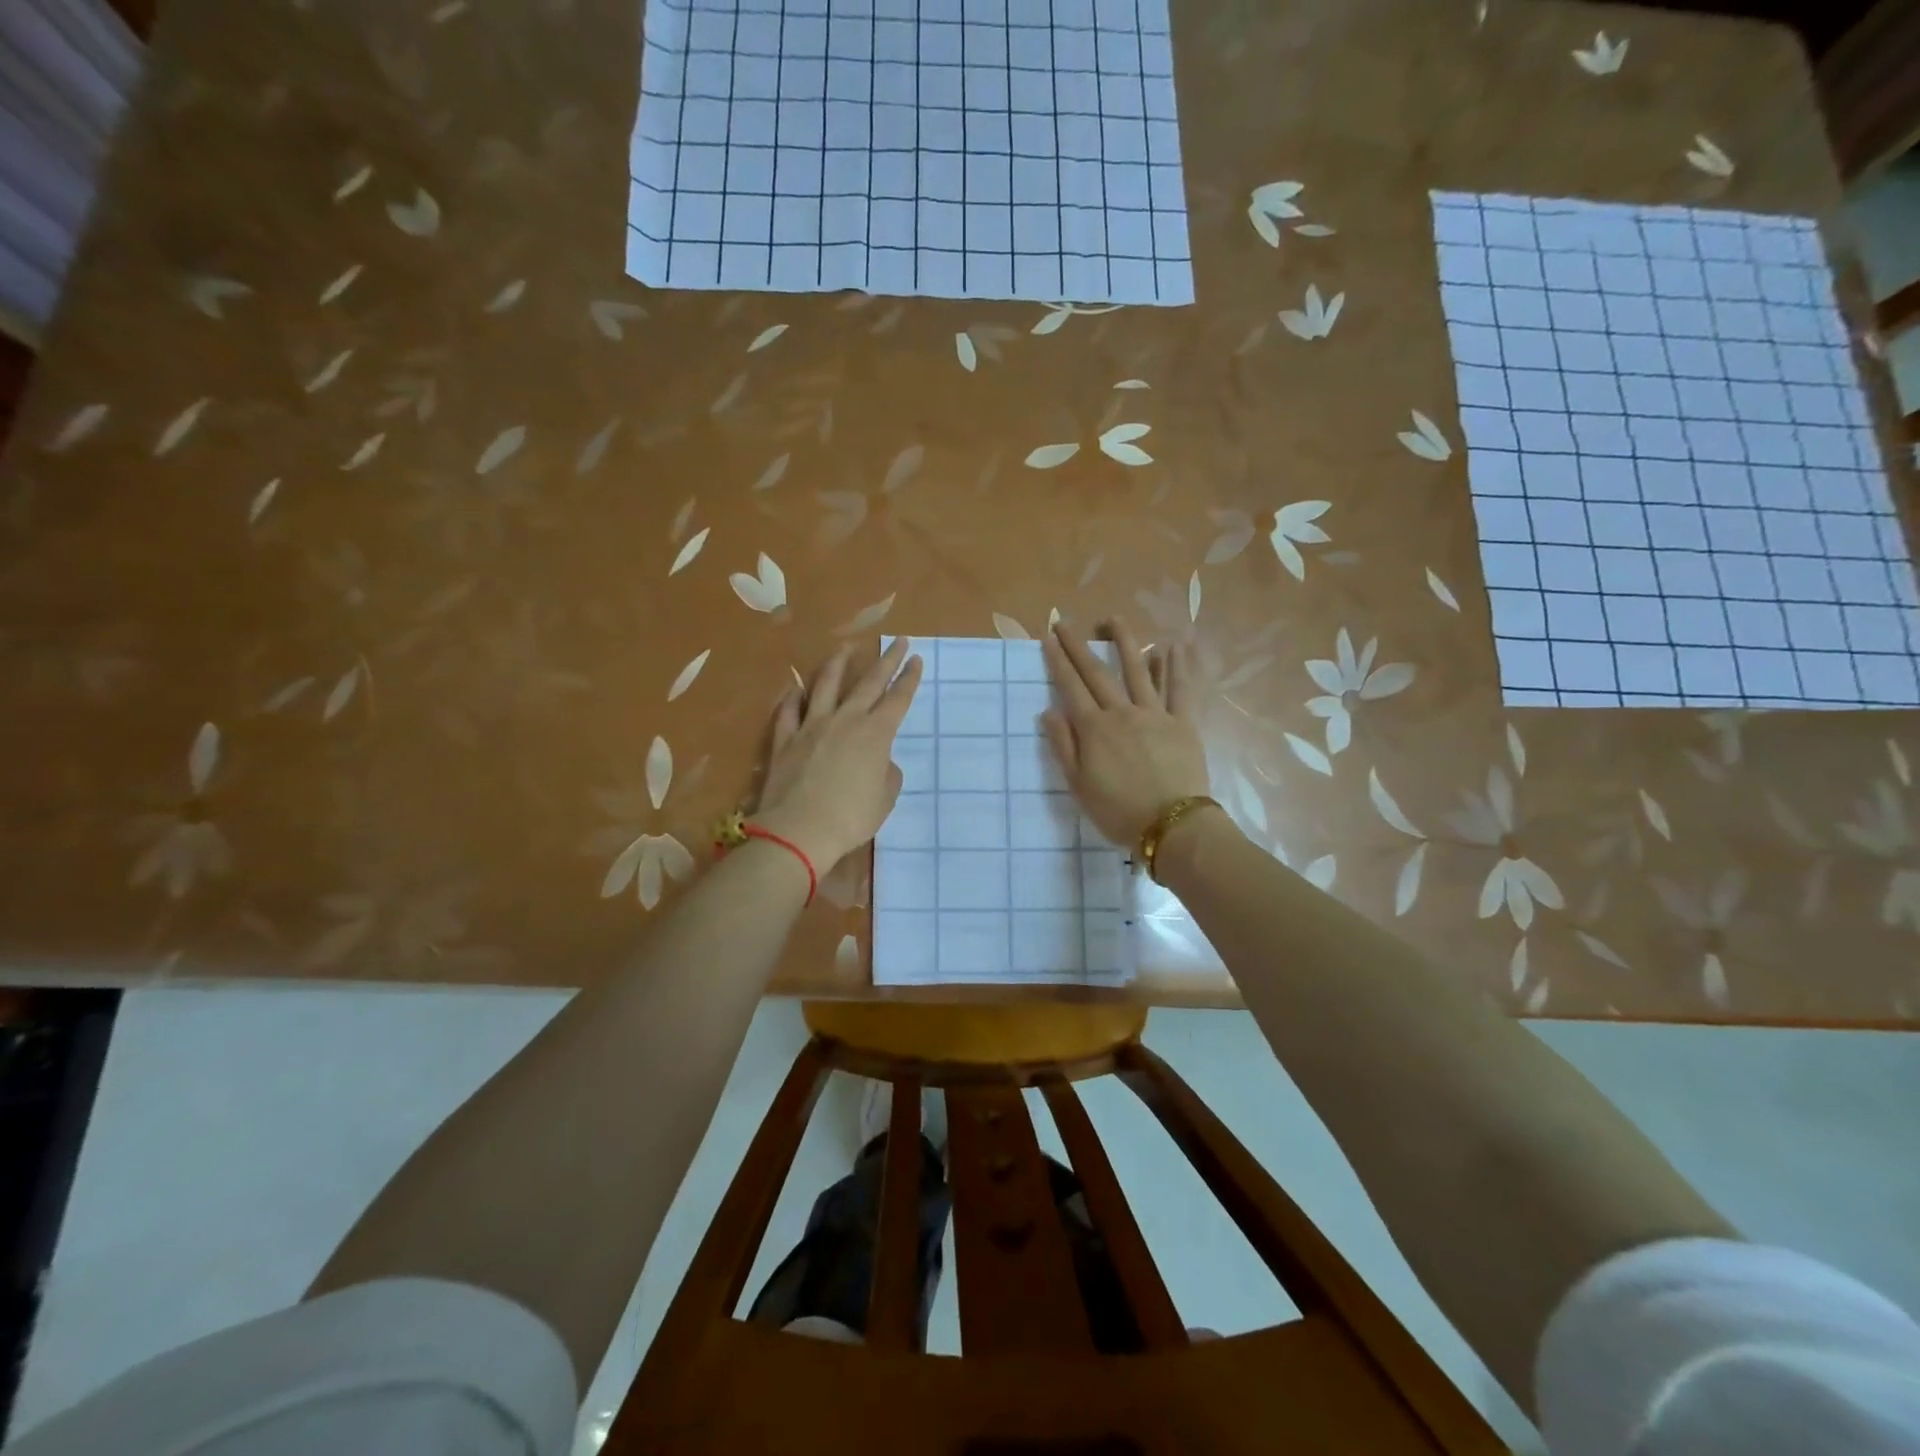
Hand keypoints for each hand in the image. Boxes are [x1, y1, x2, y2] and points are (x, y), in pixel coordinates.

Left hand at [754, 638, 922, 870]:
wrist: (798, 830)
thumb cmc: (851, 818)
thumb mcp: (884, 799)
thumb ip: (887, 774)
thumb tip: (880, 762)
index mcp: (875, 734)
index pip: (898, 699)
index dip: (909, 678)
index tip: (916, 659)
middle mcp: (845, 720)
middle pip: (868, 682)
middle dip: (885, 659)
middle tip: (896, 640)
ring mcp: (811, 726)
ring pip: (825, 685)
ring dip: (838, 664)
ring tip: (845, 648)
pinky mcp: (784, 740)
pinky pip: (788, 711)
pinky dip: (793, 698)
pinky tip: (795, 689)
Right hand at [1042, 621, 1210, 847]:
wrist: (1171, 826)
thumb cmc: (1118, 811)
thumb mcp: (1079, 785)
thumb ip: (1064, 746)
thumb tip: (1048, 711)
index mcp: (1094, 729)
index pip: (1071, 688)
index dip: (1058, 662)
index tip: (1048, 638)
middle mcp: (1122, 713)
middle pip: (1098, 674)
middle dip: (1079, 646)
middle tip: (1065, 622)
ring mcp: (1155, 715)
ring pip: (1138, 671)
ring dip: (1125, 643)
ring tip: (1114, 620)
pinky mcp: (1183, 723)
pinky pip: (1180, 690)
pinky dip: (1176, 667)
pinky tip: (1172, 647)